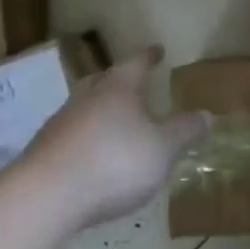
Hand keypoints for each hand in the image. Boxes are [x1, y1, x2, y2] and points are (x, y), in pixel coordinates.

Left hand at [20, 46, 208, 229]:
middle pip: (102, 81)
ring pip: (83, 109)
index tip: (158, 50)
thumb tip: (206, 115)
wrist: (45, 198)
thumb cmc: (114, 162)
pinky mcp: (43, 155)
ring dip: (98, 112)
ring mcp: (59, 126)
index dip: (149, 57)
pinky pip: (70, 137)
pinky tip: (93, 158)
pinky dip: (85, 140)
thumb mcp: (163, 148)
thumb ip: (184, 131)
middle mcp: (86, 99)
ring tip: (115, 124)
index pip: (136, 64)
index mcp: (117, 89)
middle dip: (117, 81)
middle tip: (131, 83)